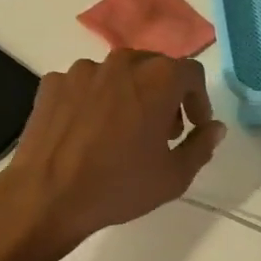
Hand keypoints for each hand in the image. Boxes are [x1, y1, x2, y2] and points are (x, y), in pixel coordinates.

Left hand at [0, 49, 225, 248]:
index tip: (194, 127)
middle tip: (162, 132)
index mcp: (158, 78)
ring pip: (117, 76)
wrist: (46, 197)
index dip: (199, 100)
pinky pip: (84, 86)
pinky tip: (87, 132)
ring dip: (128, 96)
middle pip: (154, 67)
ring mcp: (82, 70)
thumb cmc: (119, 186)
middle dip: (165, 95)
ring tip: (121, 133)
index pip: (192, 73)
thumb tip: (214, 127)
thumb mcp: (174, 176)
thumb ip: (201, 145)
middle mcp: (121, 63)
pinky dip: (92, 102)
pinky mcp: (53, 83)